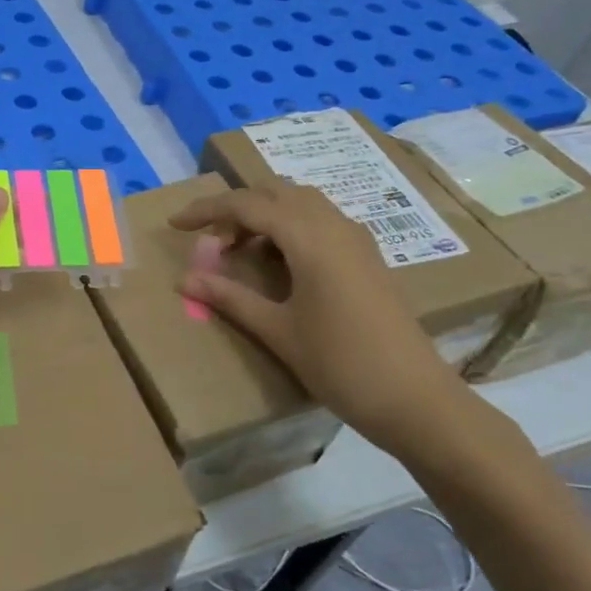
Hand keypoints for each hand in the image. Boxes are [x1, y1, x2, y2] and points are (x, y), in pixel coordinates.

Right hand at [170, 181, 471, 462]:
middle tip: (210, 241)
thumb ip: (229, 298)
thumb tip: (183, 280)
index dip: (206, 210)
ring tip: (240, 249)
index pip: (247, 204)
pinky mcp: (367, 256)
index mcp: (310, 238)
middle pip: (275, 192)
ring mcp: (356, 239)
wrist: (416, 399)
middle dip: (236, 207)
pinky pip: (320, 220)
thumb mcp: (277, 330)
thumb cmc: (341, 364)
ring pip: (300, 203)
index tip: (175, 223)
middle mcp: (335, 225)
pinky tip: (278, 261)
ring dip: (264, 214)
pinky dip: (289, 226)